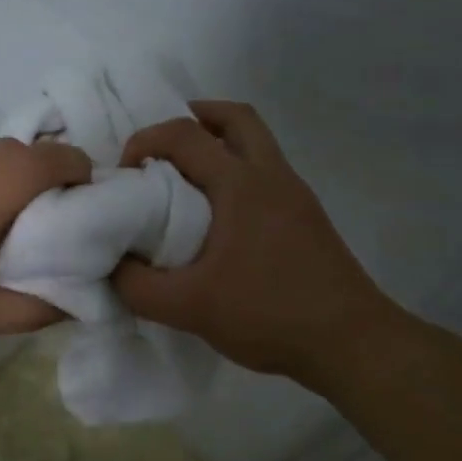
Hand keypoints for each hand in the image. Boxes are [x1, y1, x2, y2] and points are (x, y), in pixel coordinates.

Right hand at [114, 101, 405, 387]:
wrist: (350, 342)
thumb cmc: (269, 314)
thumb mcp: (189, 307)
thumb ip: (138, 287)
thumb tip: (110, 266)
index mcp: (241, 184)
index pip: (185, 134)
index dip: (146, 139)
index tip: (125, 172)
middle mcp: (272, 176)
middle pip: (235, 118)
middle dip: (195, 118)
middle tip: (163, 146)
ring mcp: (296, 195)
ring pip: (256, 144)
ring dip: (219, 145)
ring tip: (185, 179)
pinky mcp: (307, 218)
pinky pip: (266, 175)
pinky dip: (237, 174)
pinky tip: (219, 218)